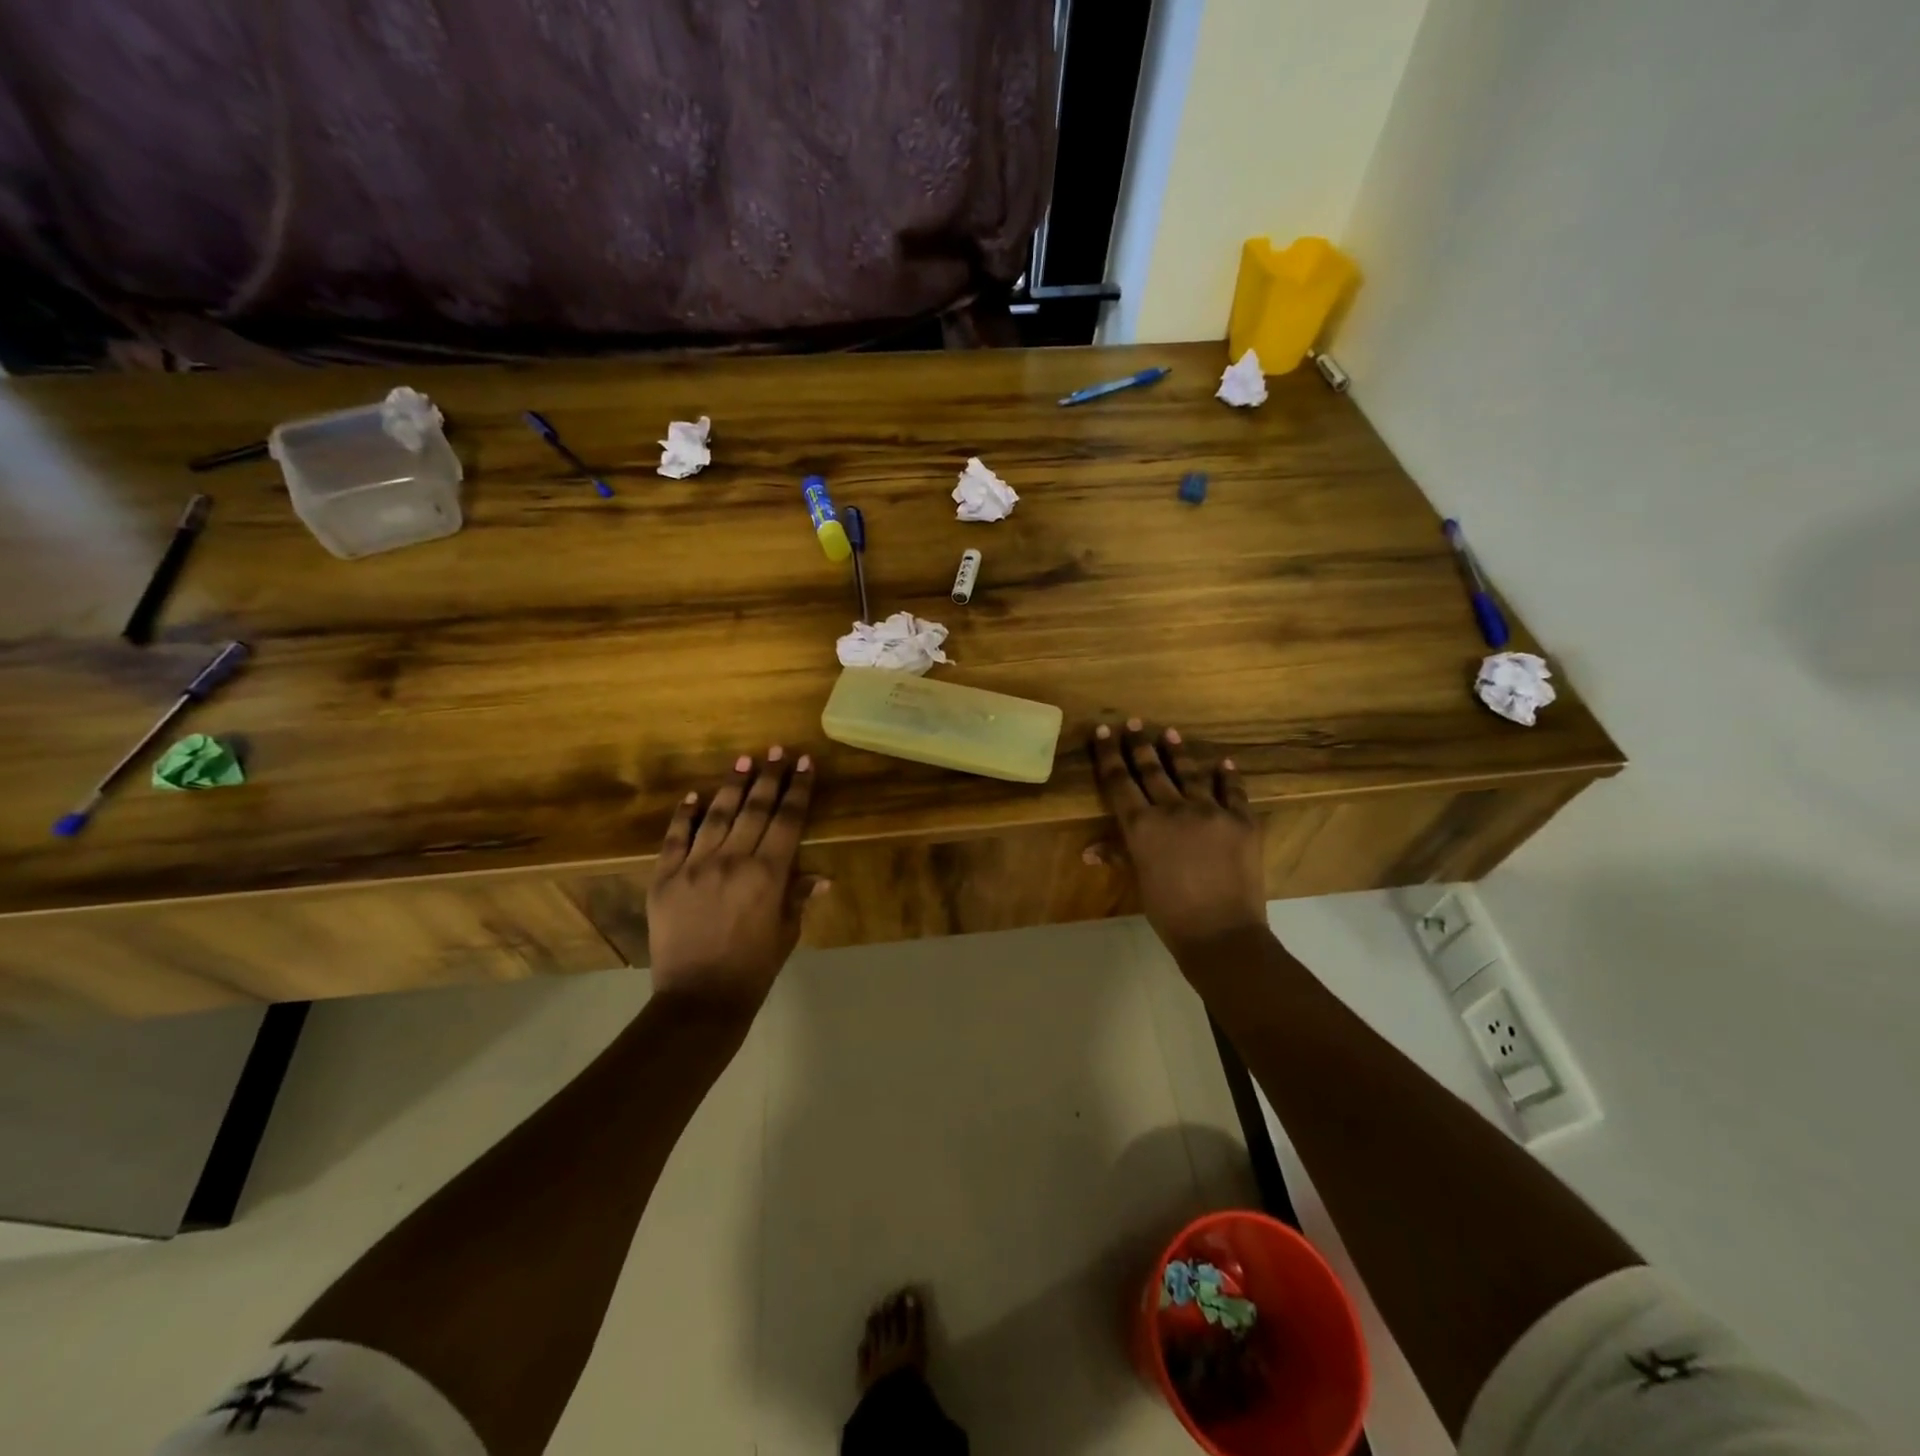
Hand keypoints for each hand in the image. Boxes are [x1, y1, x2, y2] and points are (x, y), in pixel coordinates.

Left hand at [646, 747, 827, 1017]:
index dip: (798, 789)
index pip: (788, 819)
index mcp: (768, 874)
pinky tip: (693, 796)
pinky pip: (675, 838)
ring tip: (743, 761)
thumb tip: (819, 876)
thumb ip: (797, 897)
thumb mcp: (786, 932)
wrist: (699, 999)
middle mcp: (732, 860)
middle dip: (769, 777)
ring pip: (717, 815)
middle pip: (755, 808)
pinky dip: (684, 815)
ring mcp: (694, 866)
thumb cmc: (753, 968)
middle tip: (777, 750)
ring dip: (732, 786)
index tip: (804, 763)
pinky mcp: (664, 878)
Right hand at [1089, 719, 1265, 958]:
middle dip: (1139, 745)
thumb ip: (1119, 856)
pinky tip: (1224, 763)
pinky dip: (1228, 776)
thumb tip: (1089, 851)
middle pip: (1151, 770)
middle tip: (1133, 722)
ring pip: (1190, 773)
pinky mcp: (1242, 821)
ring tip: (1169, 734)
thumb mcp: (1140, 882)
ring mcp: (1211, 811)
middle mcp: (1173, 809)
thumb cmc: (1169, 912)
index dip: (1108, 754)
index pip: (1119, 781)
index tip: (1102, 731)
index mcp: (1142, 825)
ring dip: (1178, 752)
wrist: (1221, 933)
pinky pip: (1234, 791)